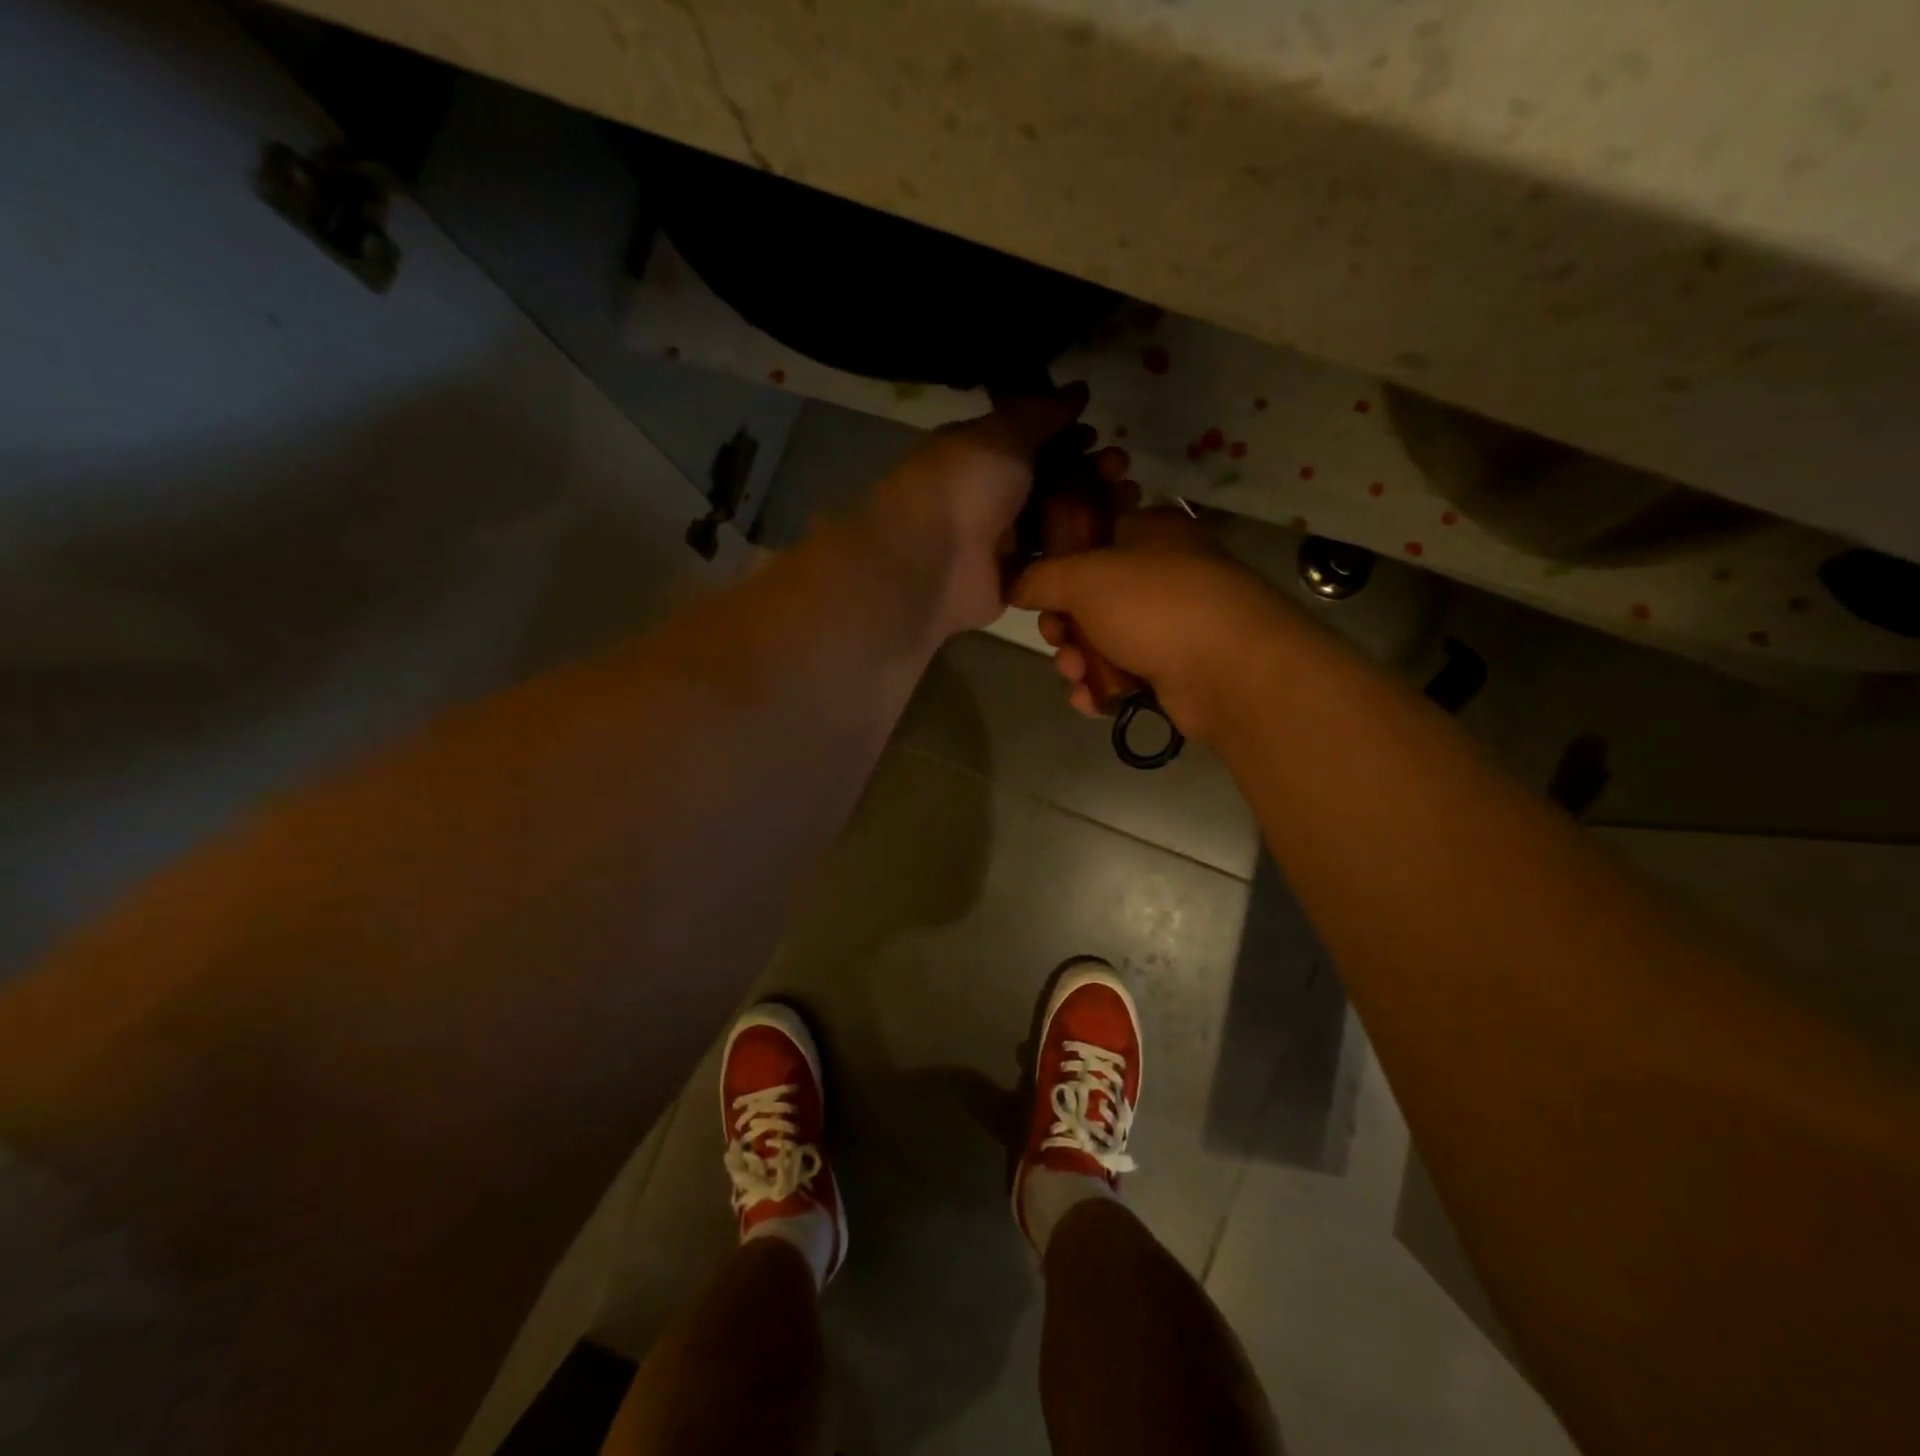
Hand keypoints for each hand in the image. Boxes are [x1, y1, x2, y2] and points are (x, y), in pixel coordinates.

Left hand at [864, 383, 1128, 637]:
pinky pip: (1052, 561)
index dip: (1065, 436)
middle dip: (1087, 472)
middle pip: (1047, 482)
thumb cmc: (964, 484)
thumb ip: (1040, 413)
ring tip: (1128, 500)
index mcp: (980, 456)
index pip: (1029, 442)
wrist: (933, 560)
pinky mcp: (1013, 580)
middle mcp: (989, 497)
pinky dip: (1080, 550)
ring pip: (1054, 522)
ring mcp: (1000, 542)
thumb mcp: (1002, 434)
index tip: (1098, 434)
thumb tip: (1077, 391)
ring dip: (1091, 509)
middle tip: (1121, 467)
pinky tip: (1114, 539)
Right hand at [1011, 507, 1290, 743]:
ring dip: (1079, 660)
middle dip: (1064, 624)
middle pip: (1091, 597)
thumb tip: (1012, 582)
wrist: (1229, 670)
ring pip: (1104, 639)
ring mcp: (1173, 622)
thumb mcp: (1083, 577)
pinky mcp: (1177, 667)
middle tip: (1057, 638)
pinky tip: (1091, 700)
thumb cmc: (1154, 604)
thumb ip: (1039, 577)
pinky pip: (1124, 673)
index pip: (1092, 536)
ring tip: (1077, 674)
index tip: (1037, 590)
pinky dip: (1103, 687)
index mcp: (1149, 532)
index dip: (1057, 564)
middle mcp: (1163, 573)